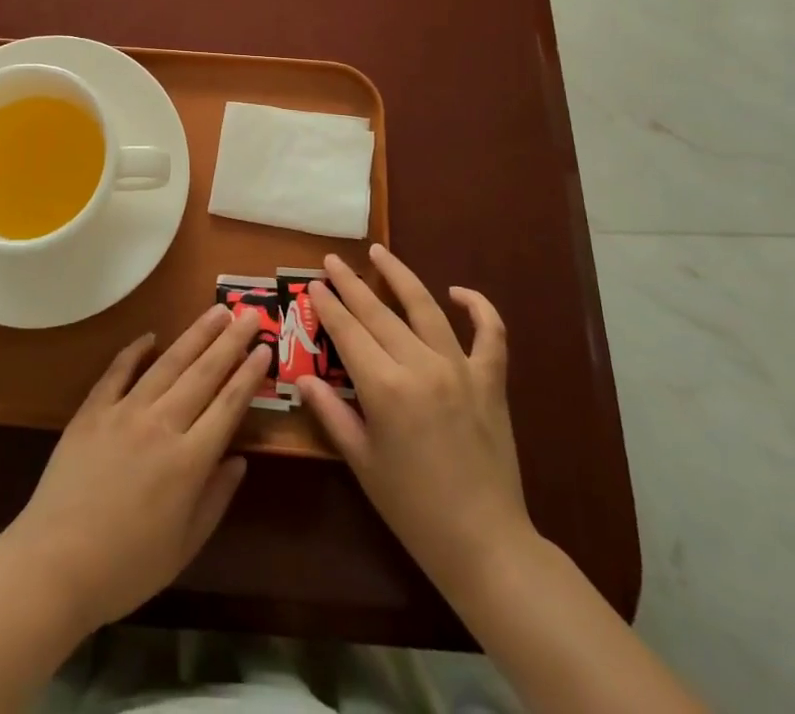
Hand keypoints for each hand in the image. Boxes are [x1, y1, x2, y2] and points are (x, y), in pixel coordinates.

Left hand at [0, 303, 270, 629]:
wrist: (54, 565)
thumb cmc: (126, 568)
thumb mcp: (184, 547)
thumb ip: (215, 499)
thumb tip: (239, 460)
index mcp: (189, 461)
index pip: (228, 405)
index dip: (249, 374)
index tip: (266, 347)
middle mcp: (161, 425)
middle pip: (204, 374)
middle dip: (231, 341)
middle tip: (251, 313)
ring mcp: (125, 411)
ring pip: (168, 363)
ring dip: (195, 335)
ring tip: (217, 311)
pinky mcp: (93, 410)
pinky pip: (118, 371)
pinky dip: (136, 350)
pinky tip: (151, 336)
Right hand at [296, 244, 533, 603]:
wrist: (485, 543)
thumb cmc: (413, 508)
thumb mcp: (362, 463)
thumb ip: (331, 414)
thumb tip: (303, 377)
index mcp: (385, 388)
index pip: (348, 332)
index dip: (328, 306)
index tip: (314, 284)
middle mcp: (421, 366)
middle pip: (379, 313)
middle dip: (351, 284)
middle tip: (332, 261)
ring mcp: (460, 369)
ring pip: (426, 307)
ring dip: (399, 276)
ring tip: (379, 252)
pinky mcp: (491, 380)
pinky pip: (490, 334)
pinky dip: (478, 307)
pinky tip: (458, 292)